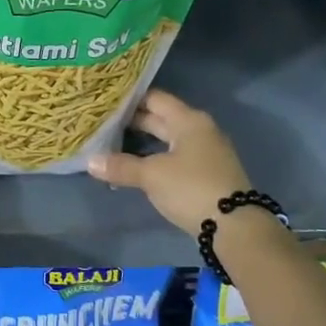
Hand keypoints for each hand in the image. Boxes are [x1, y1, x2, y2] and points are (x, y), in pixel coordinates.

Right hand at [87, 89, 252, 235]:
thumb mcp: (152, 176)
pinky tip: (137, 166)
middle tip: (103, 123)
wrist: (235, 226)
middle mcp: (199, 130)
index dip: (130, 99)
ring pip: (168, 139)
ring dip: (144, 141)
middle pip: (162, 118)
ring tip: (114, 144)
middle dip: (133, 121)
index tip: (105, 102)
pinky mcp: (206, 173)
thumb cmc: (191, 188)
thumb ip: (121, 166)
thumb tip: (90, 161)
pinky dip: (156, 157)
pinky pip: (175, 156)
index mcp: (188, 120)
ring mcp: (206, 152)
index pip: (155, 99)